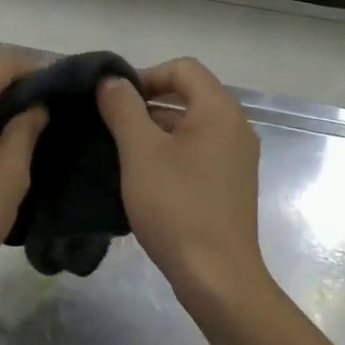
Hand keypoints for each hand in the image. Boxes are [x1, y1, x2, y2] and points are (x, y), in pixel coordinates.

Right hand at [97, 58, 270, 319]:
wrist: (216, 276)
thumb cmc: (177, 207)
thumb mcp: (140, 152)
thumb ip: (123, 109)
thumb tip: (111, 80)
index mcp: (219, 111)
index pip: (183, 68)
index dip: (145, 76)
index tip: (115, 102)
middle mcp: (235, 128)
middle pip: (187, 97)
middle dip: (145, 107)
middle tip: (109, 130)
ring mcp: (235, 160)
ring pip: (188, 130)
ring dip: (153, 135)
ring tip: (119, 158)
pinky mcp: (229, 186)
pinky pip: (196, 156)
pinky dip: (168, 158)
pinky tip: (143, 182)